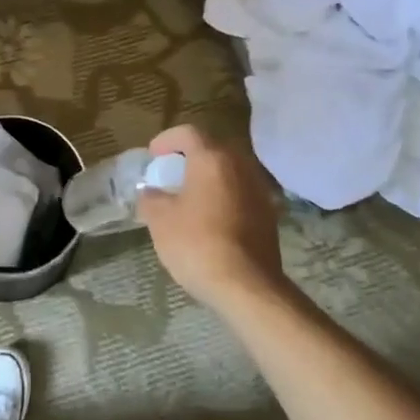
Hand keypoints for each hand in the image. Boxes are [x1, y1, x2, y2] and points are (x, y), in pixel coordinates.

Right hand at [136, 125, 285, 314]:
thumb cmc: (197, 244)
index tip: (153, 156)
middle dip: (189, 157)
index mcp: (212, 158)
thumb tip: (151, 193)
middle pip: (212, 148)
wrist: (247, 287)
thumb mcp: (160, 220)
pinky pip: (240, 192)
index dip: (167, 140)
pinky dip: (223, 196)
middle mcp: (240, 165)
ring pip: (229, 171)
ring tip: (189, 196)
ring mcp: (258, 189)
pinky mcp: (268, 214)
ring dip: (208, 177)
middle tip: (171, 173)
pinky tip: (210, 218)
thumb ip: (151, 198)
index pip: (188, 133)